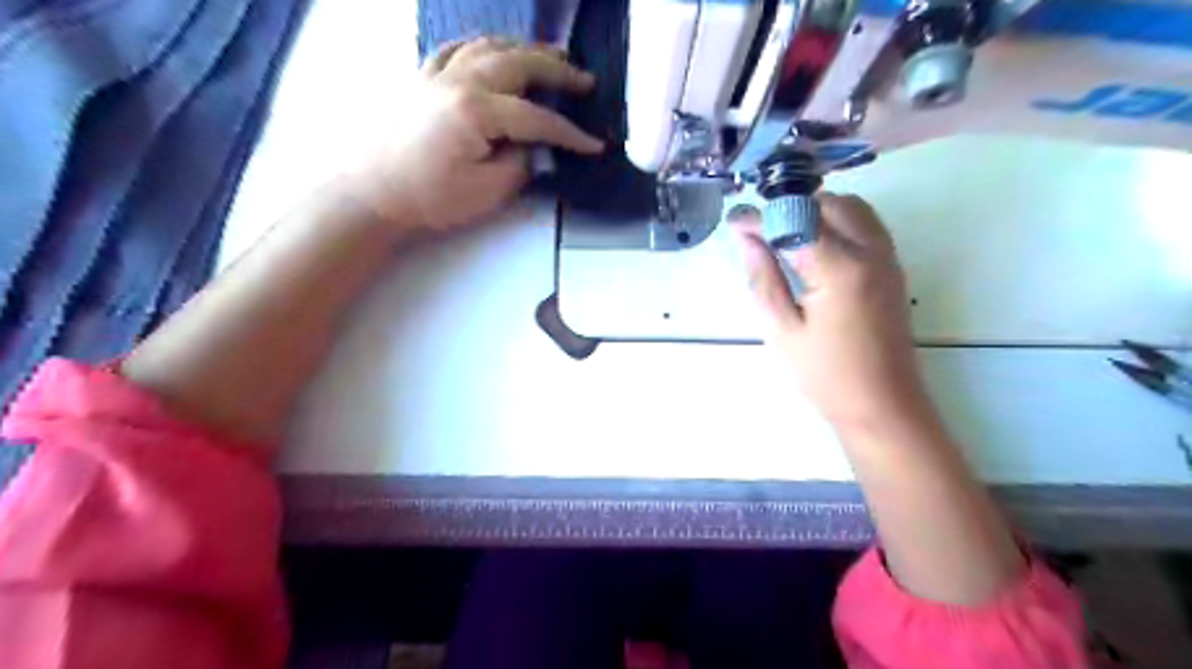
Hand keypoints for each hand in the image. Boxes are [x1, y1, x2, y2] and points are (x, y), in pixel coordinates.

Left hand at [345, 37, 606, 234]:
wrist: (372, 193)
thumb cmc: (429, 197)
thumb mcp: (487, 192)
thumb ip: (519, 166)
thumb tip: (532, 149)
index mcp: (477, 111)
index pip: (537, 118)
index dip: (570, 133)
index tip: (595, 145)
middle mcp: (459, 80)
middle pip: (518, 63)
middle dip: (557, 70)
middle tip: (584, 79)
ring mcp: (437, 74)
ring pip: (488, 46)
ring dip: (524, 48)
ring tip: (549, 56)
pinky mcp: (421, 78)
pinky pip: (454, 48)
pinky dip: (480, 45)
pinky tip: (491, 51)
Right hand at [736, 193, 929, 427]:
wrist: (883, 404)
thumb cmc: (826, 374)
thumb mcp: (782, 328)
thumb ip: (764, 276)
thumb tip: (746, 237)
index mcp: (840, 269)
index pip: (795, 221)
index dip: (761, 218)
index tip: (735, 221)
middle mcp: (870, 251)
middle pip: (828, 203)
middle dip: (791, 209)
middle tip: (762, 234)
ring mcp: (887, 257)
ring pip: (851, 208)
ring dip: (816, 212)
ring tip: (786, 239)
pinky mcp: (893, 268)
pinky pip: (866, 225)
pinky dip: (837, 223)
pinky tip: (815, 250)